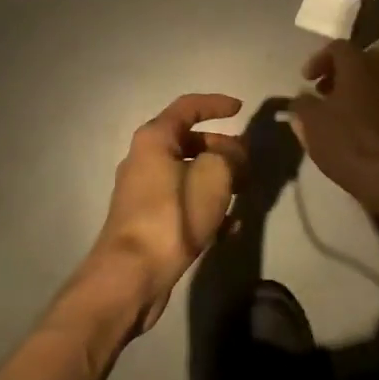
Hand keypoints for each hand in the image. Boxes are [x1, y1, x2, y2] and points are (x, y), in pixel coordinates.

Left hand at [88, 93, 246, 331]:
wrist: (132, 275)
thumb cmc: (173, 215)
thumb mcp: (214, 176)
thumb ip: (230, 155)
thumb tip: (234, 152)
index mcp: (154, 139)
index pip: (188, 107)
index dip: (216, 104)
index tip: (240, 108)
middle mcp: (143, 159)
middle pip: (188, 142)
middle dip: (221, 149)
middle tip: (247, 161)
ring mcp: (143, 192)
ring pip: (188, 174)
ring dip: (217, 179)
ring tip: (243, 193)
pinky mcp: (147, 221)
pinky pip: (183, 202)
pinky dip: (205, 206)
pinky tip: (229, 227)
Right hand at [288, 41, 378, 208]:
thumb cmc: (349, 142)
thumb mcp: (312, 124)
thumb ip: (302, 105)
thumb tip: (301, 99)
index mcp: (360, 65)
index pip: (338, 47)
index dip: (318, 60)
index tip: (306, 80)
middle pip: (361, 61)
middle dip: (340, 73)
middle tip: (324, 92)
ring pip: (377, 81)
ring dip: (358, 91)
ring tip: (342, 114)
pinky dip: (373, 107)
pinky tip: (362, 130)